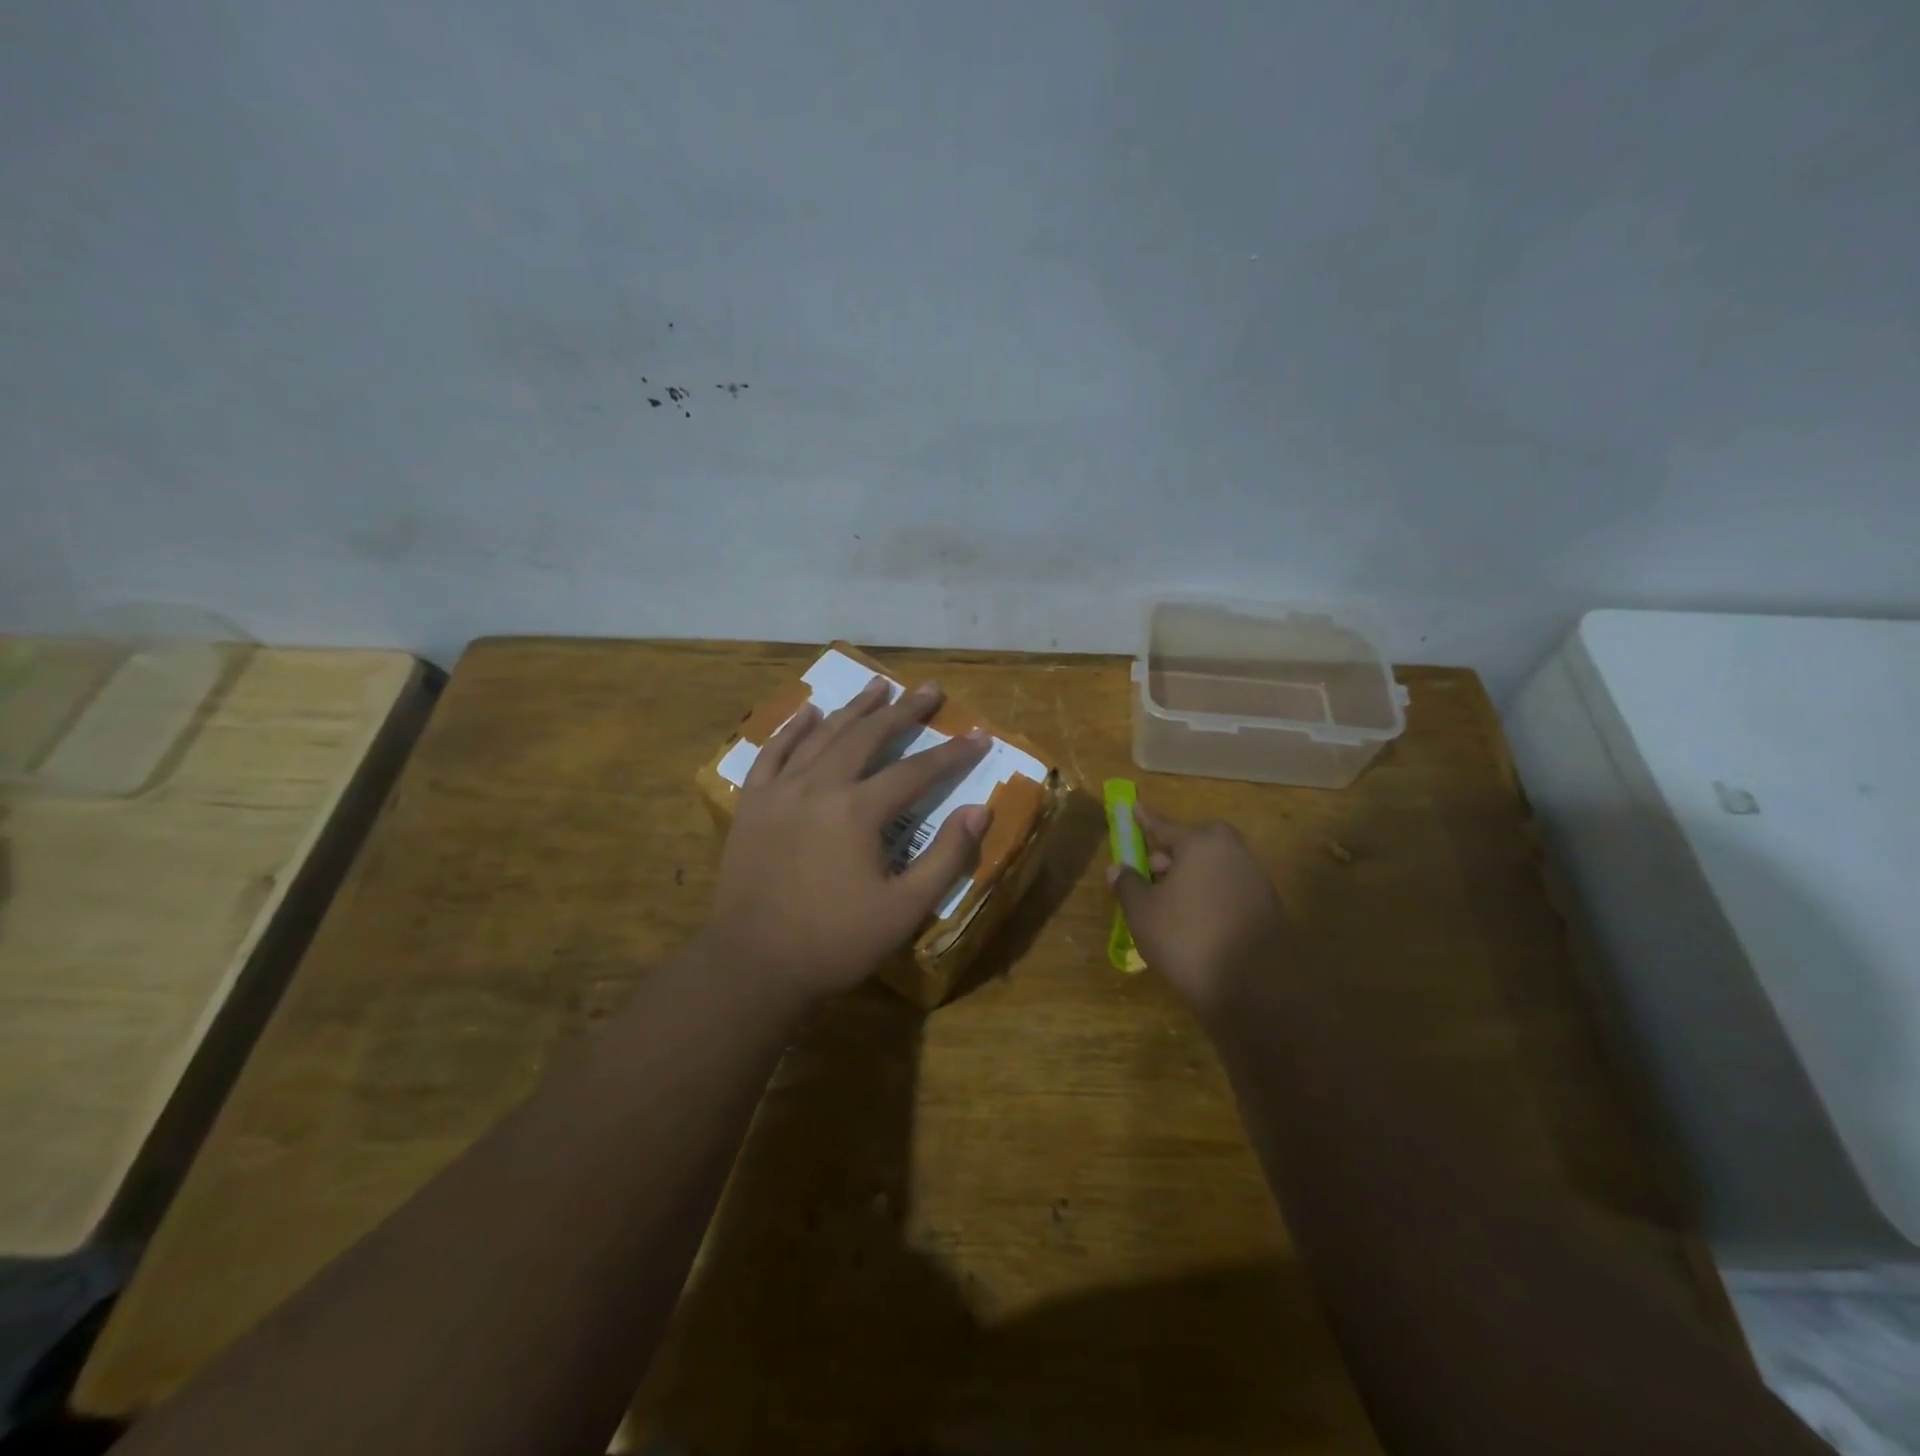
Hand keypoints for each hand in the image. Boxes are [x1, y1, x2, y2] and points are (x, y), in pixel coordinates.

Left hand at [705, 675, 992, 1003]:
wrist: (753, 965)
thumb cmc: (835, 942)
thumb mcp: (905, 909)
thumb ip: (947, 857)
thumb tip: (980, 809)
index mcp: (858, 811)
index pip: (916, 771)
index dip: (952, 753)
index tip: (978, 736)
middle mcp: (819, 787)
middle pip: (867, 737)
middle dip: (903, 712)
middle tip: (929, 690)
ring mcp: (779, 791)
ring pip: (822, 736)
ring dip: (854, 708)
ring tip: (879, 685)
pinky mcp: (752, 804)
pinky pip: (772, 753)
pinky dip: (793, 728)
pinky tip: (809, 711)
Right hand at [1107, 804, 1285, 1020]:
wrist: (1254, 988)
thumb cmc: (1186, 939)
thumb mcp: (1143, 913)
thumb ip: (1128, 884)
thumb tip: (1118, 868)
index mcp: (1200, 843)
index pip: (1164, 826)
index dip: (1144, 820)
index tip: (1134, 807)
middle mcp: (1232, 852)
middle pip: (1195, 843)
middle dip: (1172, 852)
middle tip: (1152, 870)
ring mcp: (1254, 878)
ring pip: (1213, 865)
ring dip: (1192, 875)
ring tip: (1170, 902)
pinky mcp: (1268, 906)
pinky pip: (1229, 887)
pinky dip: (1210, 894)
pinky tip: (1196, 920)